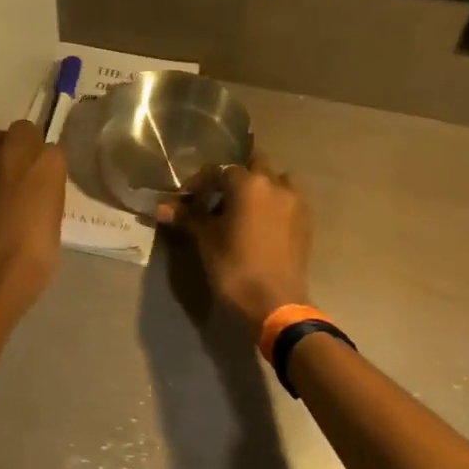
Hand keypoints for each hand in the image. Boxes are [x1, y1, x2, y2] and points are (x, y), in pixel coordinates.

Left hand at [0, 120, 66, 328]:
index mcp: (46, 164)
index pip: (52, 147)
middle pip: (21, 131)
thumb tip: (42, 188)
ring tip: (12, 184)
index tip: (53, 179)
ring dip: (4, 156)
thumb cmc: (36, 255)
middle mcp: (13, 156)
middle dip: (26, 144)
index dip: (51, 162)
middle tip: (32, 172)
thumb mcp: (55, 222)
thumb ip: (49, 194)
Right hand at [156, 151, 312, 328]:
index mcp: (248, 184)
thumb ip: (188, 217)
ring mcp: (295, 202)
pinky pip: (289, 200)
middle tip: (219, 199)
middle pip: (254, 165)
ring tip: (245, 208)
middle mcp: (275, 184)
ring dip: (261, 187)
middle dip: (235, 178)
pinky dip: (275, 204)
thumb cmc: (234, 267)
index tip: (187, 199)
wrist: (274, 303)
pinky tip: (262, 224)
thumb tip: (162, 207)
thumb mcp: (206, 240)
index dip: (200, 183)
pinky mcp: (306, 221)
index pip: (218, 171)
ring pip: (277, 180)